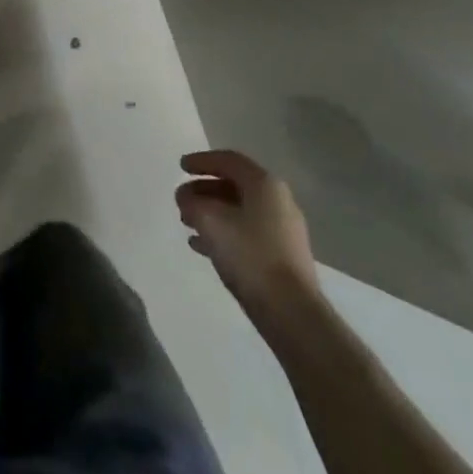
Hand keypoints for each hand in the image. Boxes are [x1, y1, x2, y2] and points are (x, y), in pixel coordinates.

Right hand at [177, 150, 320, 327]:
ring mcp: (283, 230)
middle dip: (204, 189)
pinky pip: (247, 233)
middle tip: (182, 199)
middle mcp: (278, 201)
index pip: (229, 160)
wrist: (292, 313)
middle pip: (235, 185)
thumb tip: (185, 197)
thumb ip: (192, 202)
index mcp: (264, 185)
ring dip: (212, 212)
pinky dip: (224, 232)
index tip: (181, 167)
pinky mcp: (283, 256)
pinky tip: (202, 246)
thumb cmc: (250, 255)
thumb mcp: (210, 221)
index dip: (202, 161)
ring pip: (240, 210)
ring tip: (187, 223)